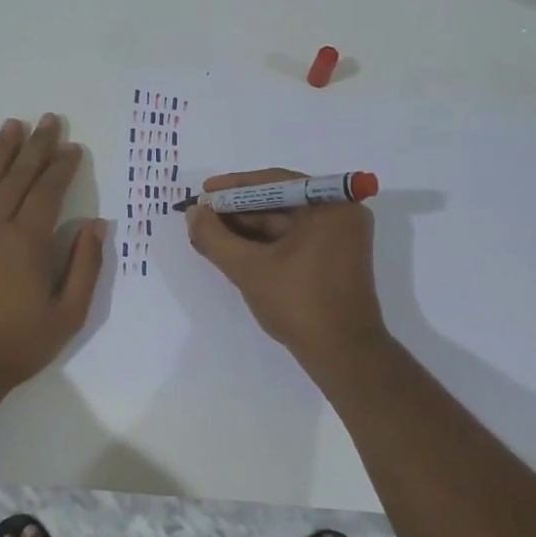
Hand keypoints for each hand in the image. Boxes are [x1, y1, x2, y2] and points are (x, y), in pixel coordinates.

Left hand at [0, 114, 104, 387]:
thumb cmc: (17, 344)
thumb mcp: (68, 313)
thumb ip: (85, 266)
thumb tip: (96, 225)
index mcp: (27, 241)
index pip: (48, 192)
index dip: (62, 167)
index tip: (73, 147)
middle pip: (17, 177)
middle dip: (36, 147)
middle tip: (48, 120)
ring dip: (0, 152)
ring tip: (13, 126)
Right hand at [185, 167, 386, 360]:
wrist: (342, 354)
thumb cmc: (299, 304)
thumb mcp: (249, 268)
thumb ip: (215, 237)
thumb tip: (193, 213)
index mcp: (331, 205)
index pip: (274, 182)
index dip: (234, 187)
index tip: (203, 192)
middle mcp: (341, 214)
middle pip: (279, 202)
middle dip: (237, 211)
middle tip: (201, 217)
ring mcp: (339, 238)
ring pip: (283, 224)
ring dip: (246, 230)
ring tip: (209, 235)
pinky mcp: (334, 260)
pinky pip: (293, 241)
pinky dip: (264, 245)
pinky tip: (233, 251)